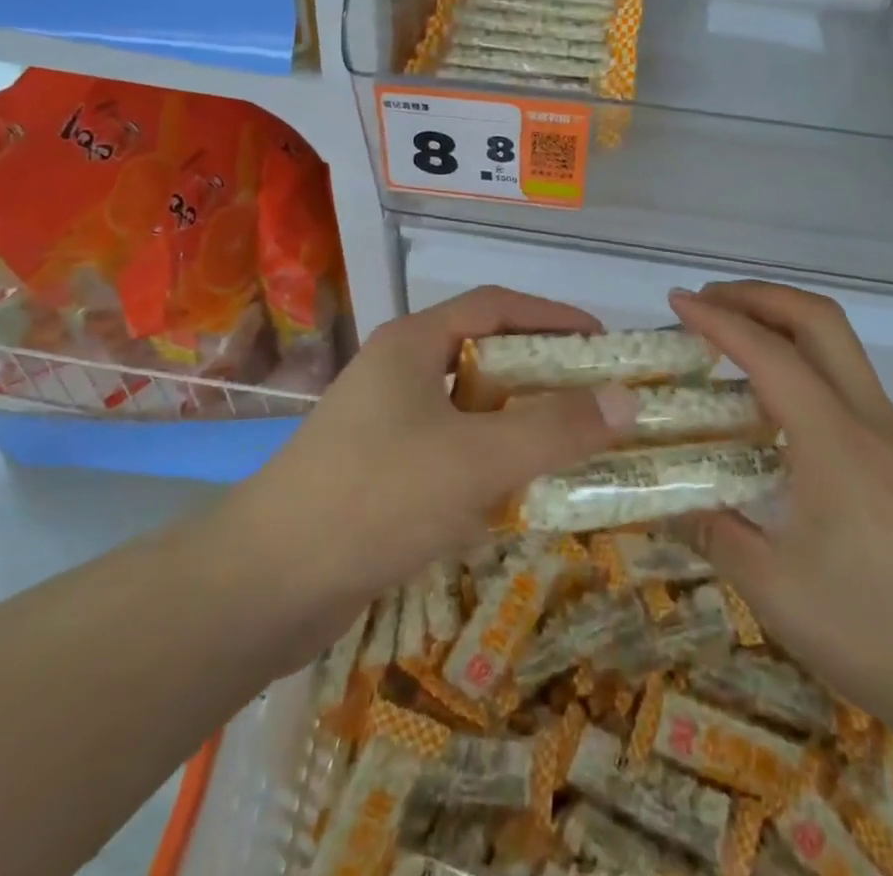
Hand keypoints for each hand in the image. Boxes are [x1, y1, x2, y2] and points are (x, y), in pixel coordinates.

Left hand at [231, 287, 627, 651]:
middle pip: (483, 356)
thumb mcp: (476, 459)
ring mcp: (383, 423)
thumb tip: (627, 399)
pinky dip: (486, 464)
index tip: (602, 342)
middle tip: (594, 399)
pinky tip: (514, 498)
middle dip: (540, 375)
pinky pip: (448, 452)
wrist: (266, 585)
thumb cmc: (376, 497)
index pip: (496, 306)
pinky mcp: (378, 471)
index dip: (552, 317)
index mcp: (414, 343)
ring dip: (516, 424)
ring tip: (567, 446)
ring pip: (467, 409)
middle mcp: (397, 372)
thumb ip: (554, 429)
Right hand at [669, 281, 892, 740]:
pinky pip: (843, 376)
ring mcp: (890, 432)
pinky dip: (799, 357)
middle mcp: (867, 418)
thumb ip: (714, 534)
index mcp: (835, 442)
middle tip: (706, 303)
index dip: (718, 320)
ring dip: (781, 320)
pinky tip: (769, 399)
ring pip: (836, 342)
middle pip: (818, 318)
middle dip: (758, 295)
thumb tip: (665, 504)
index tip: (676, 302)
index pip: (769, 353)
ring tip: (728, 337)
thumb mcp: (776, 591)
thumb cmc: (879, 632)